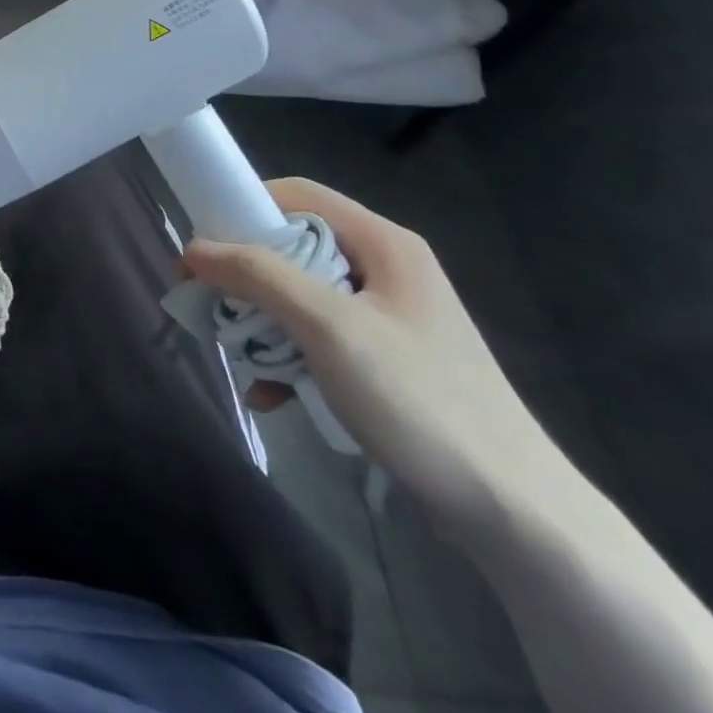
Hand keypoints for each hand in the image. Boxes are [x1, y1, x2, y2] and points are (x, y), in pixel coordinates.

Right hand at [181, 178, 561, 530]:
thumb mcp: (329, 328)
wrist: (518, 517)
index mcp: (384, 244)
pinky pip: (319, 338)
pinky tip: (272, 394)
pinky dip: (288, 358)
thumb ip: (258, 276)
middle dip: (247, 277)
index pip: (298, 195)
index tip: (205, 243)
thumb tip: (194, 247)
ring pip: (300, 296)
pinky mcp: (387, 362)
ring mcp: (389, 318)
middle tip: (211, 302)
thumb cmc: (420, 402)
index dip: (245, 207)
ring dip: (262, 323)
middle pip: (294, 247)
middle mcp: (386, 269)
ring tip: (239, 356)